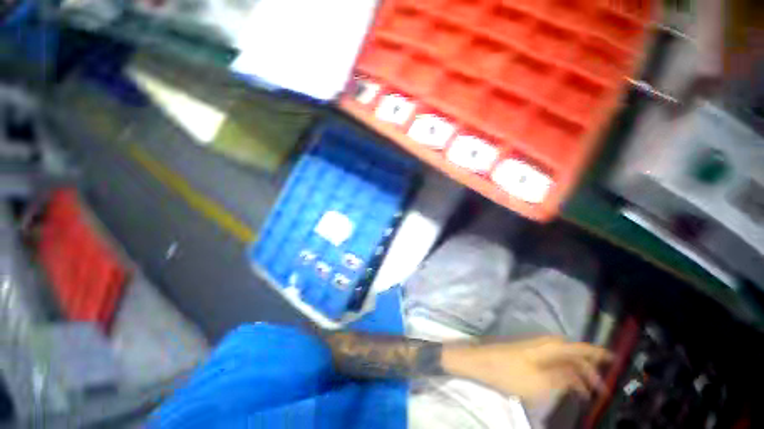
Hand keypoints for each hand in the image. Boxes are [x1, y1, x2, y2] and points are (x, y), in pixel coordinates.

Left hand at [441, 336, 611, 402]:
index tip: (614, 359)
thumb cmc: (508, 372)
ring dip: (575, 373)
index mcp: (548, 347)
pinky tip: (564, 386)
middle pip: (572, 354)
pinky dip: (562, 373)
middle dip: (588, 369)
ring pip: (561, 359)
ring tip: (585, 393)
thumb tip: (578, 375)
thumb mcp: (540, 382)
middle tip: (601, 388)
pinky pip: (550, 363)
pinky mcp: (525, 355)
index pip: (578, 348)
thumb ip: (562, 378)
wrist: (480, 363)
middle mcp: (542, 344)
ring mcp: (533, 349)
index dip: (597, 353)